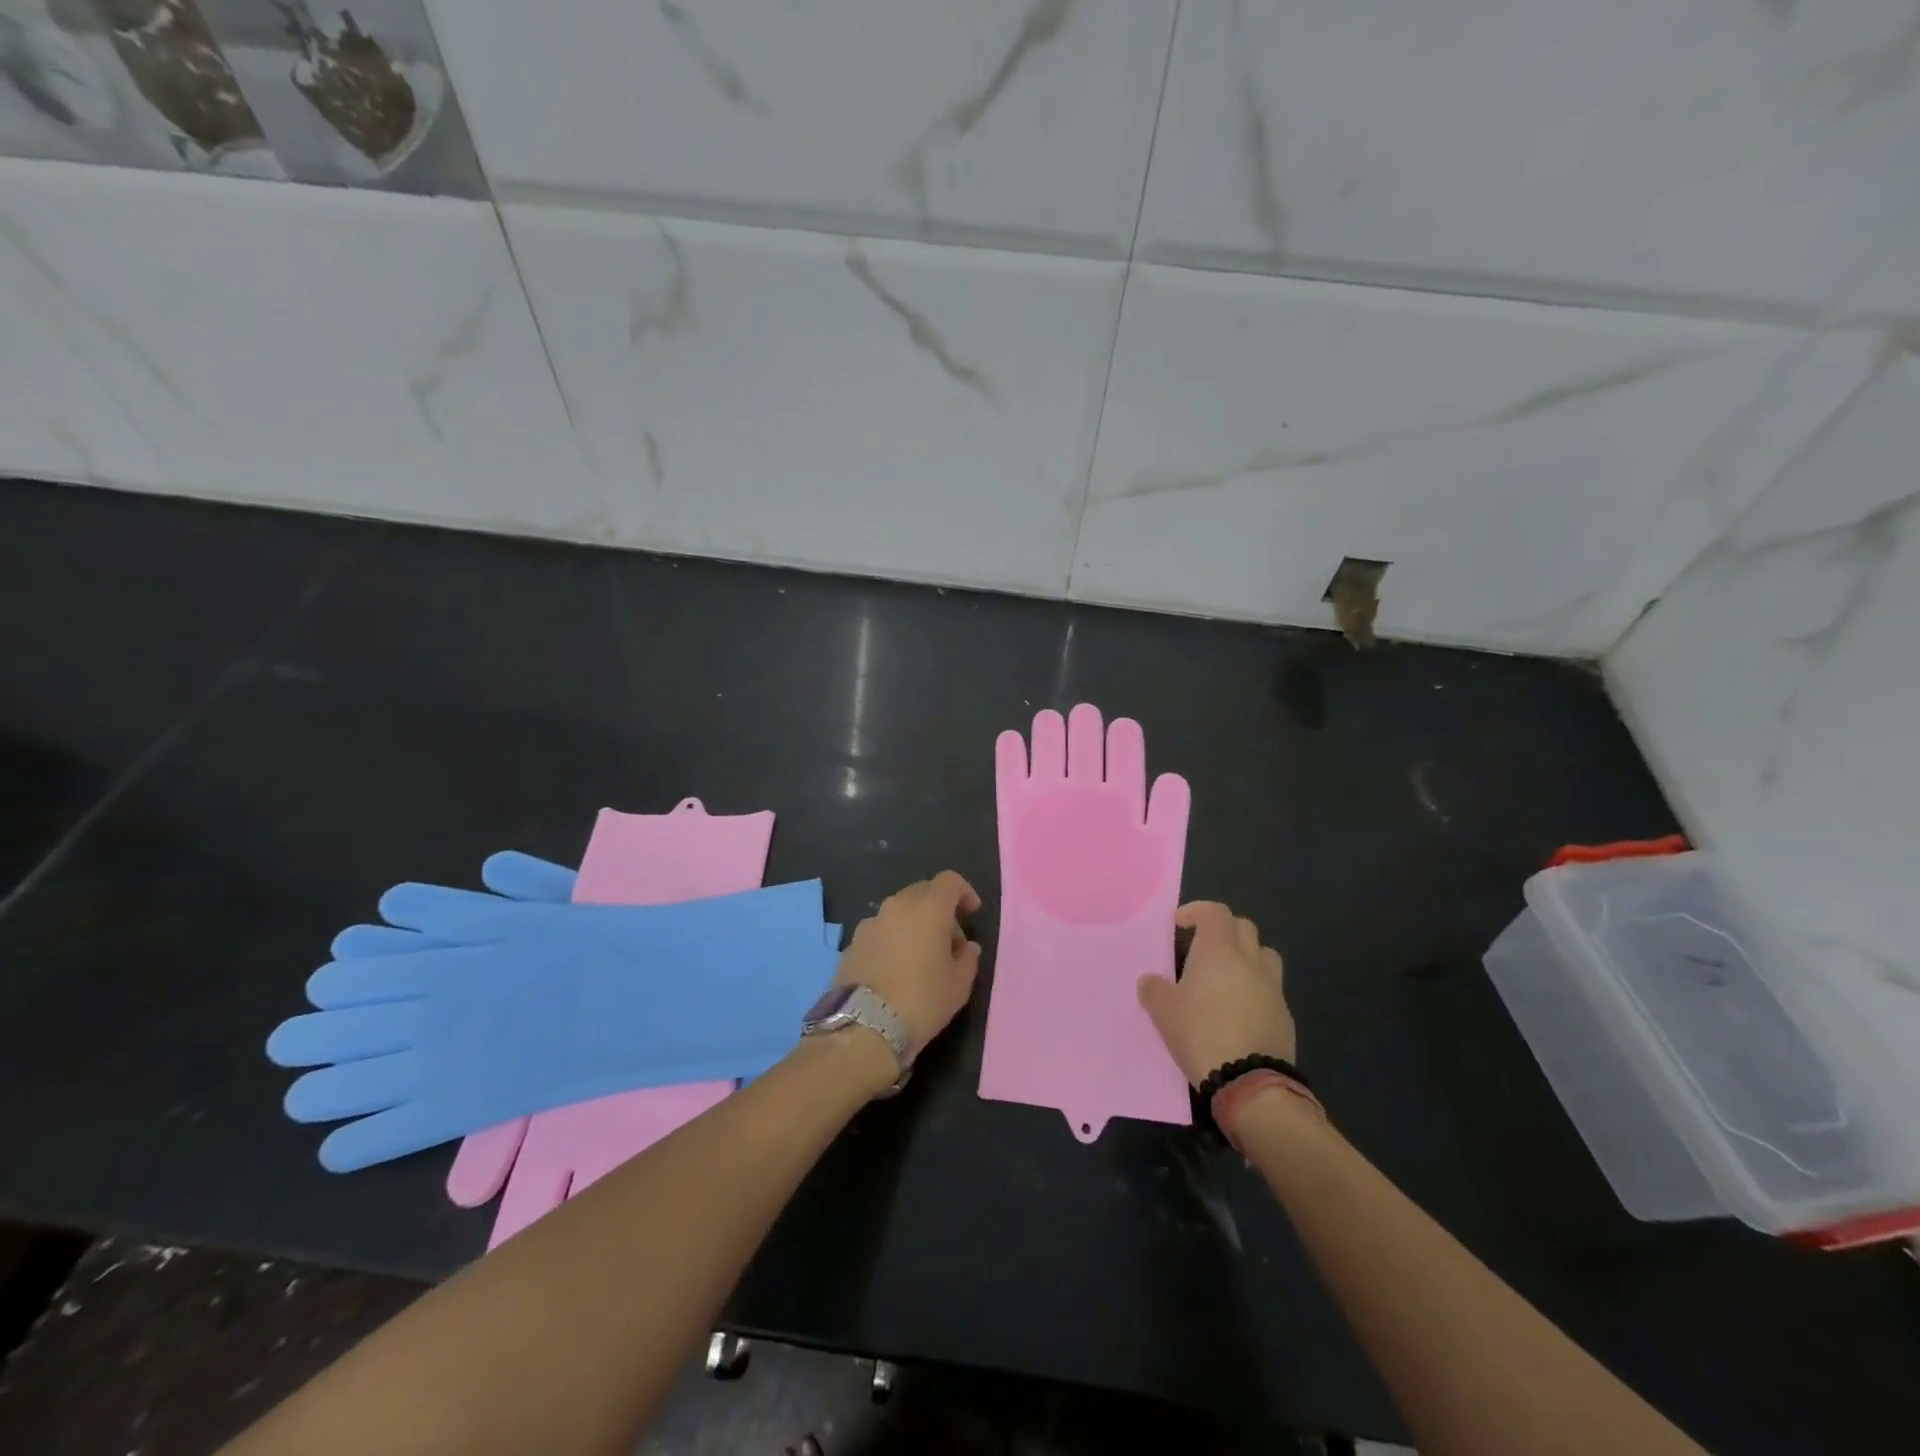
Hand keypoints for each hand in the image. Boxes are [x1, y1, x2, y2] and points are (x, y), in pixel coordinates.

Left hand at [834, 871, 982, 1053]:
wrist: (865, 1027)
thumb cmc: (923, 1000)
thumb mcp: (959, 984)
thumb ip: (968, 958)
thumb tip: (966, 947)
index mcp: (928, 908)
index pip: (949, 881)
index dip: (964, 891)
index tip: (972, 912)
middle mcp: (896, 906)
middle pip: (922, 892)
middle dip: (939, 909)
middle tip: (949, 940)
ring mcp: (870, 924)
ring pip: (898, 911)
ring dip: (913, 924)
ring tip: (920, 957)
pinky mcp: (852, 944)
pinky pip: (879, 932)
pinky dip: (891, 940)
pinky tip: (895, 970)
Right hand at [1137, 901, 1294, 1086]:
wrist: (1251, 1083)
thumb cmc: (1201, 1033)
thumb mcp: (1163, 1012)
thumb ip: (1154, 990)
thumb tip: (1150, 981)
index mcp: (1220, 950)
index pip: (1214, 912)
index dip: (1196, 911)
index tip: (1179, 925)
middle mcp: (1250, 960)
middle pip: (1243, 927)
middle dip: (1222, 930)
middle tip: (1202, 948)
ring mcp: (1273, 988)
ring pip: (1263, 955)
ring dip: (1245, 956)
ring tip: (1225, 976)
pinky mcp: (1285, 1016)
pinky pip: (1270, 989)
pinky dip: (1255, 989)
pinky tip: (1238, 1011)